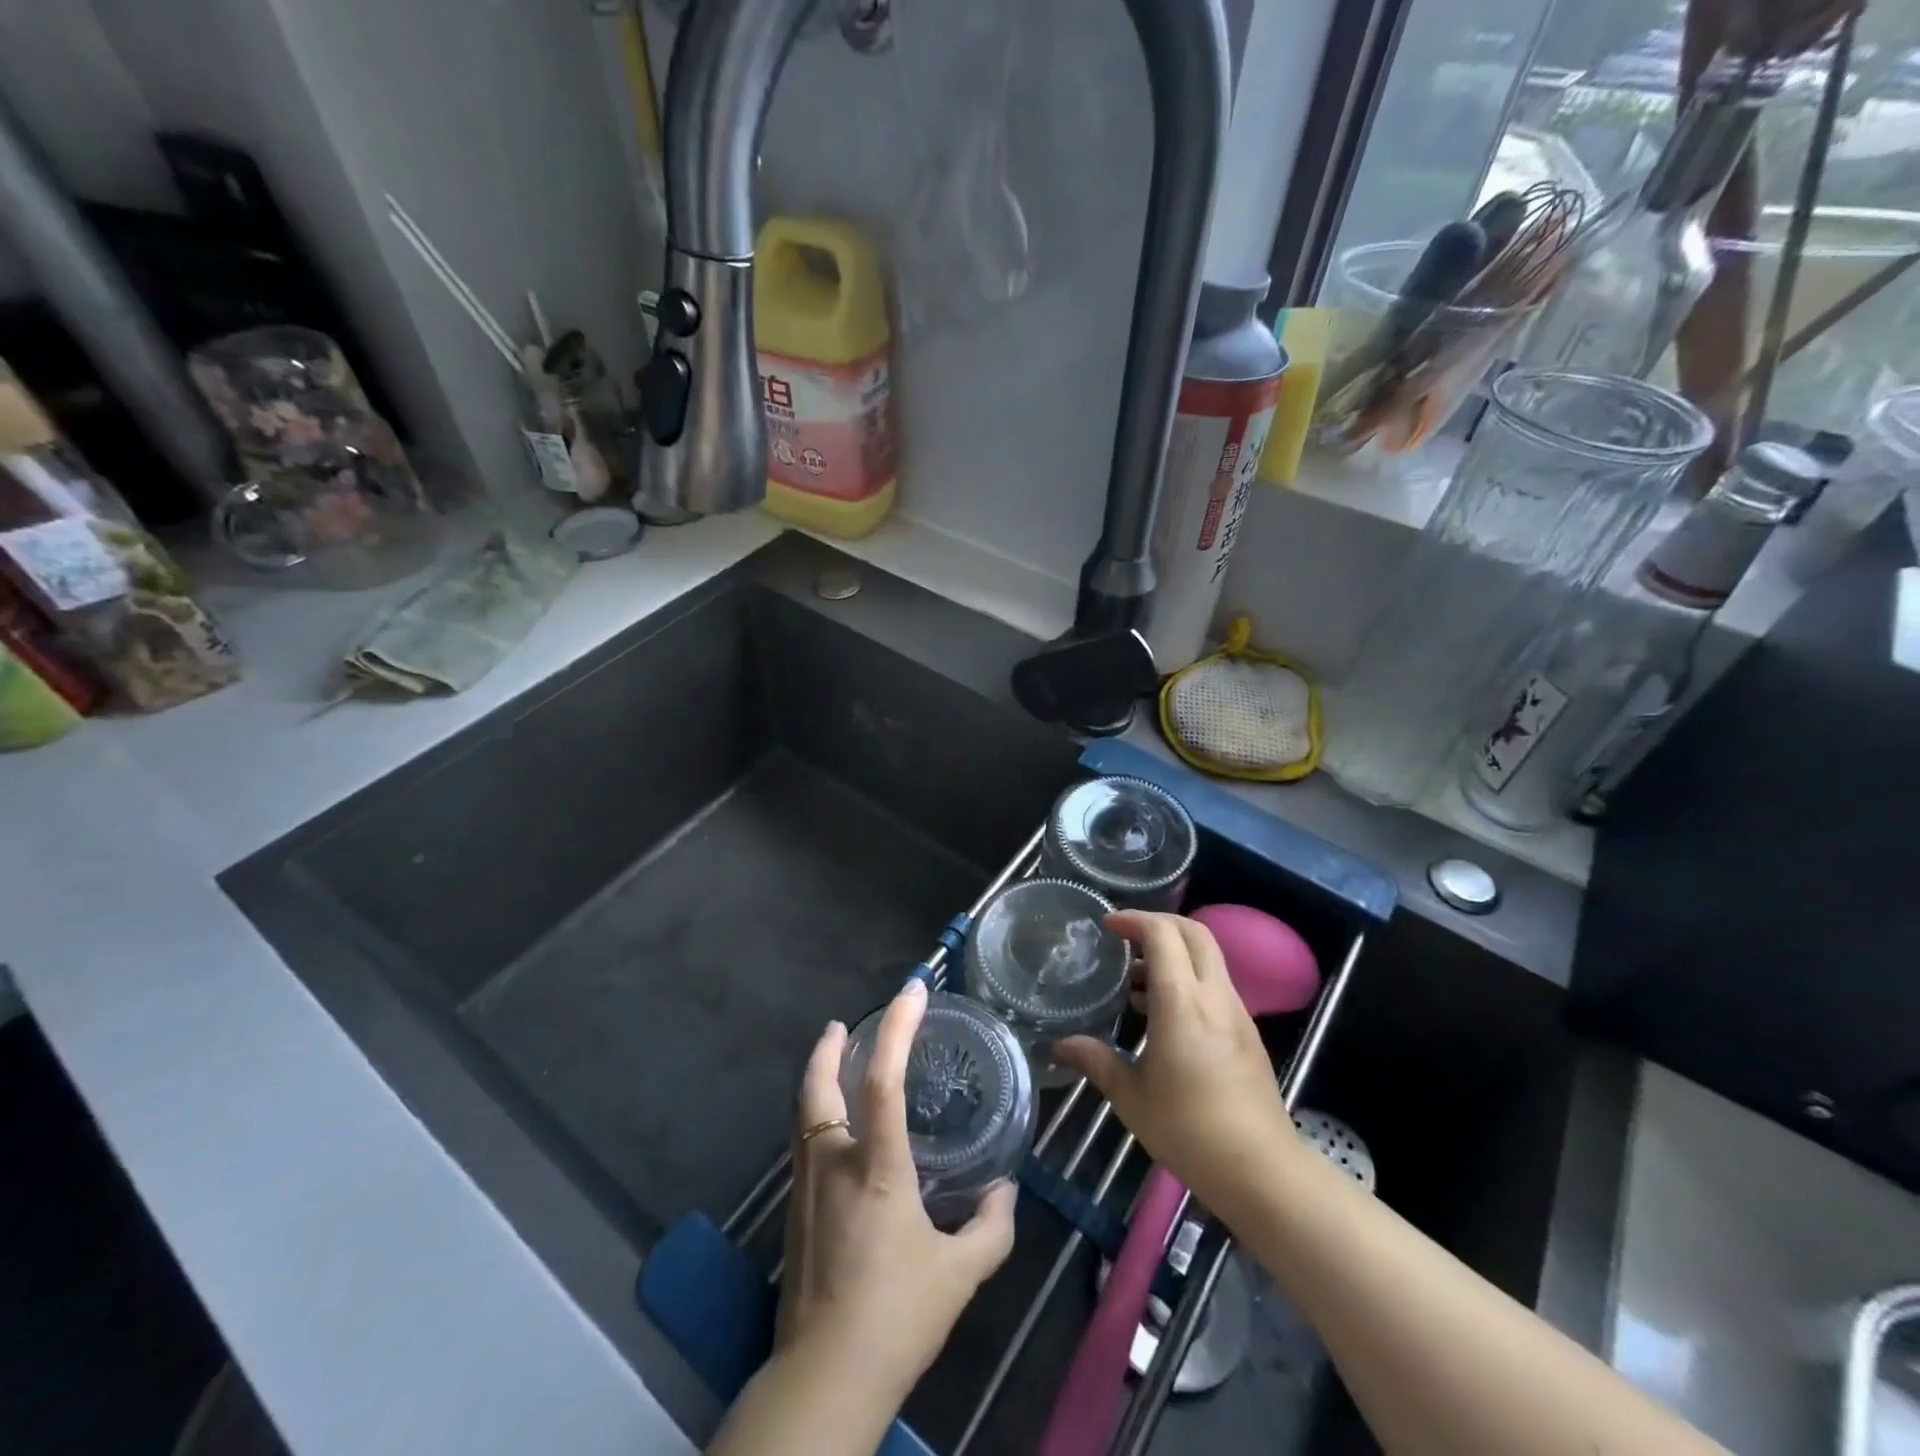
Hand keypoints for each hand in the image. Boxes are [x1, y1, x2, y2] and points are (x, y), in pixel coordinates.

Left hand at [778, 980, 1016, 1405]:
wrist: (824, 1380)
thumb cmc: (896, 1318)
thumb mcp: (960, 1275)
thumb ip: (991, 1227)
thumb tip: (1005, 1190)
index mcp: (876, 1168)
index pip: (883, 1079)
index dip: (896, 1028)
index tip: (912, 992)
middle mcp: (834, 1164)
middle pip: (818, 1087)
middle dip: (827, 1048)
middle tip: (842, 1024)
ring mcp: (806, 1187)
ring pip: (803, 1114)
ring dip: (818, 1078)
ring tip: (834, 1061)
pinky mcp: (794, 1213)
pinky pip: (803, 1143)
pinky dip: (815, 1114)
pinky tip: (834, 1128)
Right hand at [1056, 911, 1300, 1222]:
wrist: (1262, 1171)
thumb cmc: (1189, 1130)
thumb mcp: (1131, 1097)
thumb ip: (1095, 1061)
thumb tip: (1059, 1045)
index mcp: (1183, 1003)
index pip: (1163, 935)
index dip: (1134, 920)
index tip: (1107, 926)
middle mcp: (1214, 996)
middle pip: (1194, 933)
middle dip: (1158, 924)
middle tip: (1124, 937)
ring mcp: (1236, 1013)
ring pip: (1208, 957)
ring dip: (1173, 952)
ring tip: (1134, 980)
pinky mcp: (1246, 1032)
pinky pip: (1215, 984)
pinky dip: (1187, 978)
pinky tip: (1161, 1014)